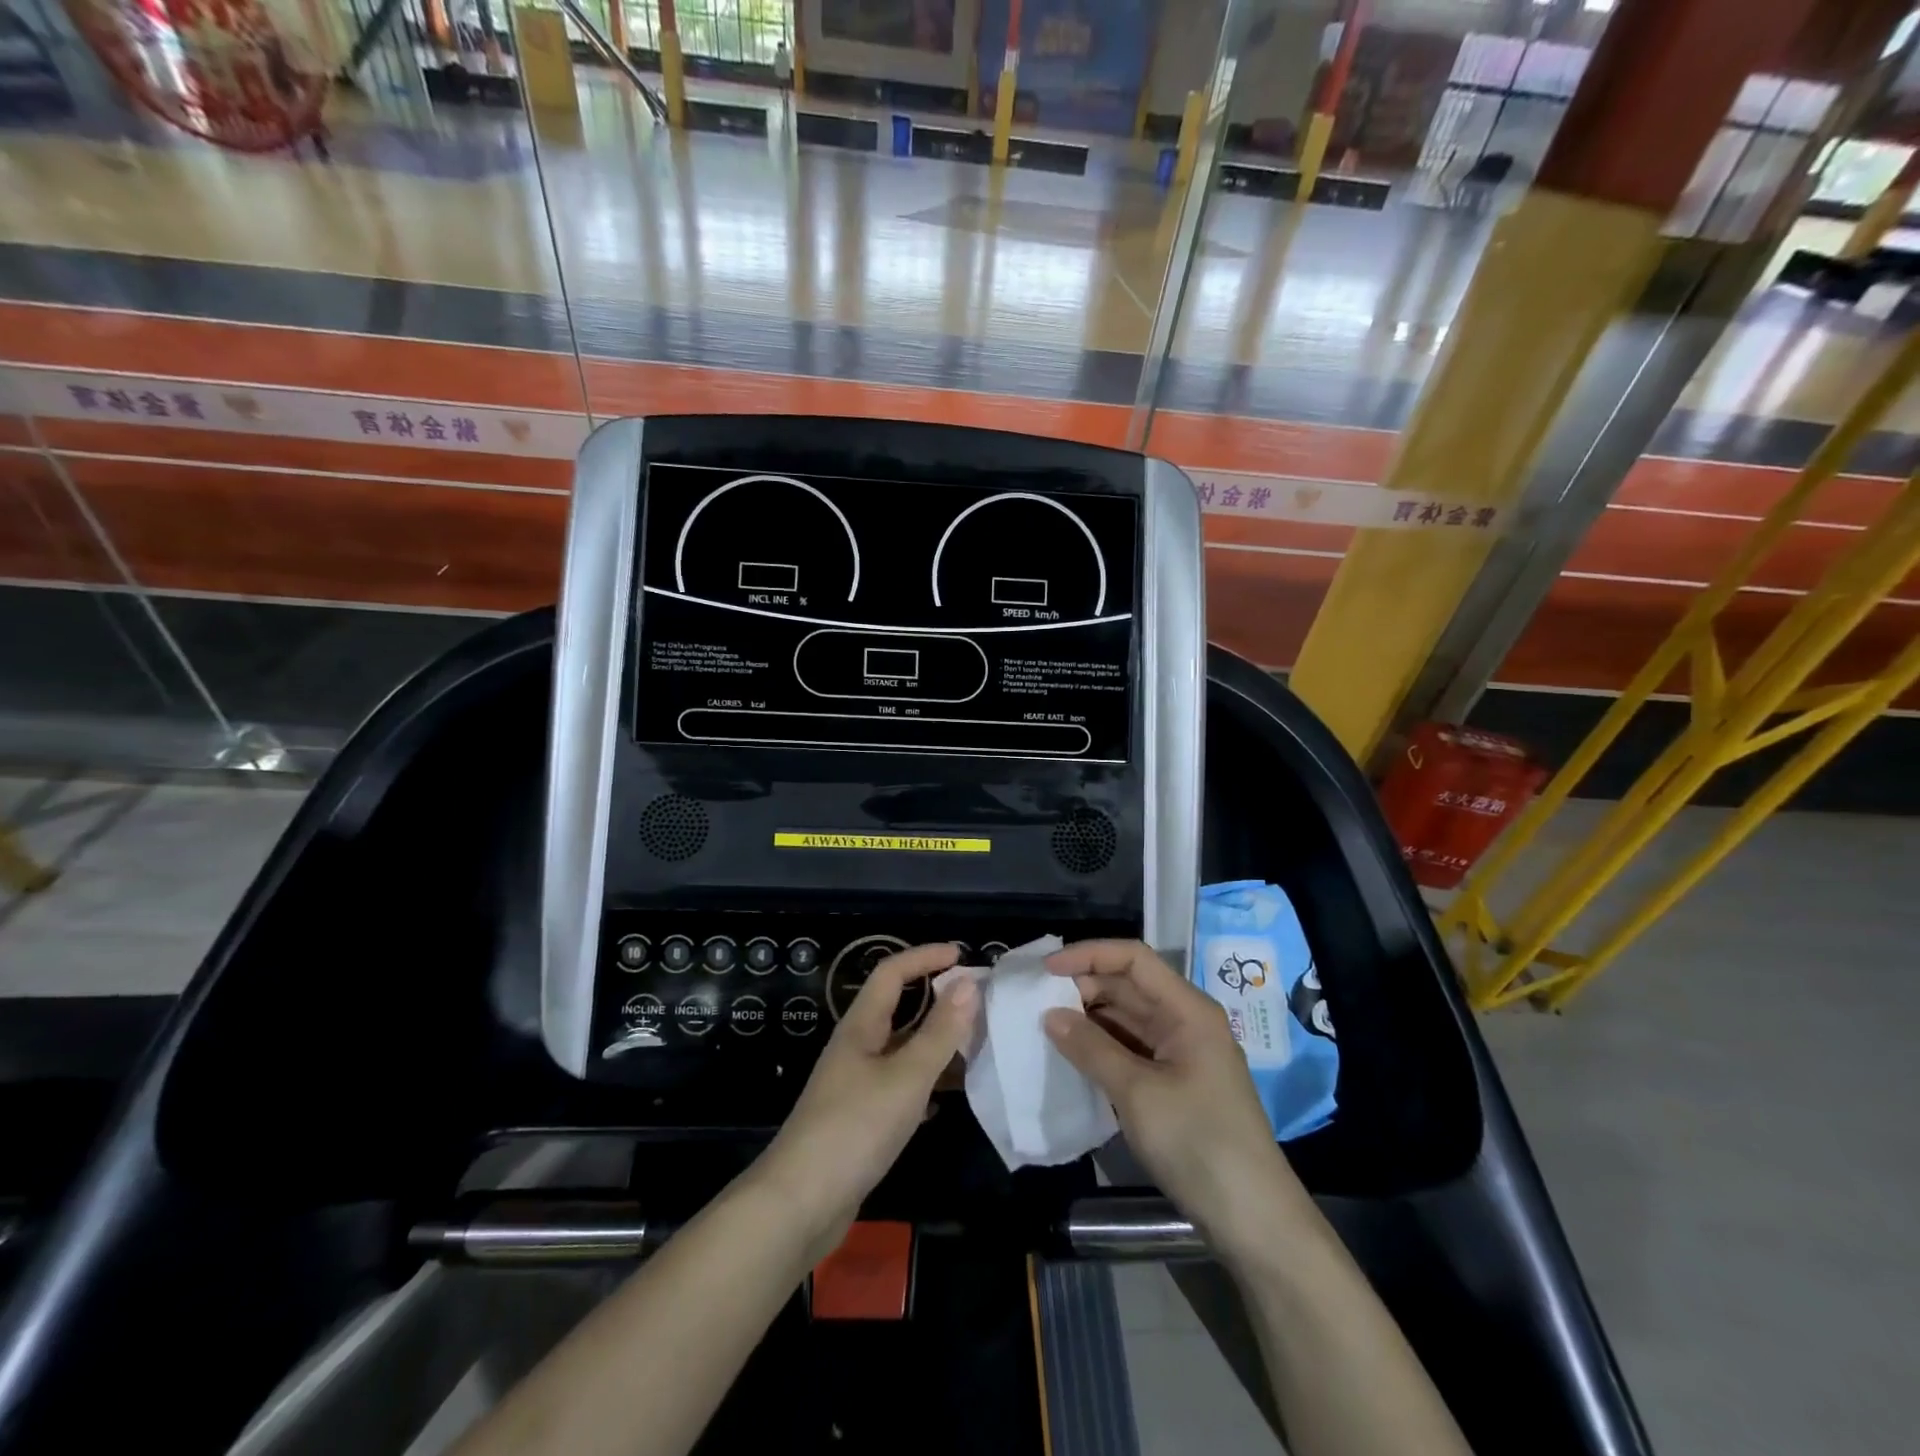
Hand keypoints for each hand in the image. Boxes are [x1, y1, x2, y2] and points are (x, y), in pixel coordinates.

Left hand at [756, 944, 978, 1260]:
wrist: (800, 1204)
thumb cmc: (855, 1128)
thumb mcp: (906, 1077)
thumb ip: (940, 1032)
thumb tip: (969, 983)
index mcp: (861, 1026)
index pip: (892, 972)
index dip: (925, 957)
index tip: (962, 954)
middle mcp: (856, 1047)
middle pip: (897, 1007)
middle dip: (936, 998)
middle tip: (978, 1002)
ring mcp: (856, 1083)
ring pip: (901, 1048)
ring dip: (935, 1041)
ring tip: (974, 1045)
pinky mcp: (860, 1117)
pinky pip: (899, 1083)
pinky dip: (925, 1080)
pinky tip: (946, 1096)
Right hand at [1042, 940, 1309, 1265]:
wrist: (1253, 1220)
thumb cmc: (1198, 1142)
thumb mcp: (1137, 1093)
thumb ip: (1091, 1048)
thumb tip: (1049, 1015)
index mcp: (1187, 1010)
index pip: (1133, 959)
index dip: (1089, 955)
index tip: (1045, 971)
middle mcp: (1185, 1021)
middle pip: (1128, 986)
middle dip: (1083, 987)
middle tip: (1036, 1002)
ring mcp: (1180, 1053)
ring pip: (1126, 1018)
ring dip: (1088, 1018)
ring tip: (1045, 1025)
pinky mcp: (1174, 1083)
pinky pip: (1130, 1048)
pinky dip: (1100, 1047)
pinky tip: (1071, 1055)